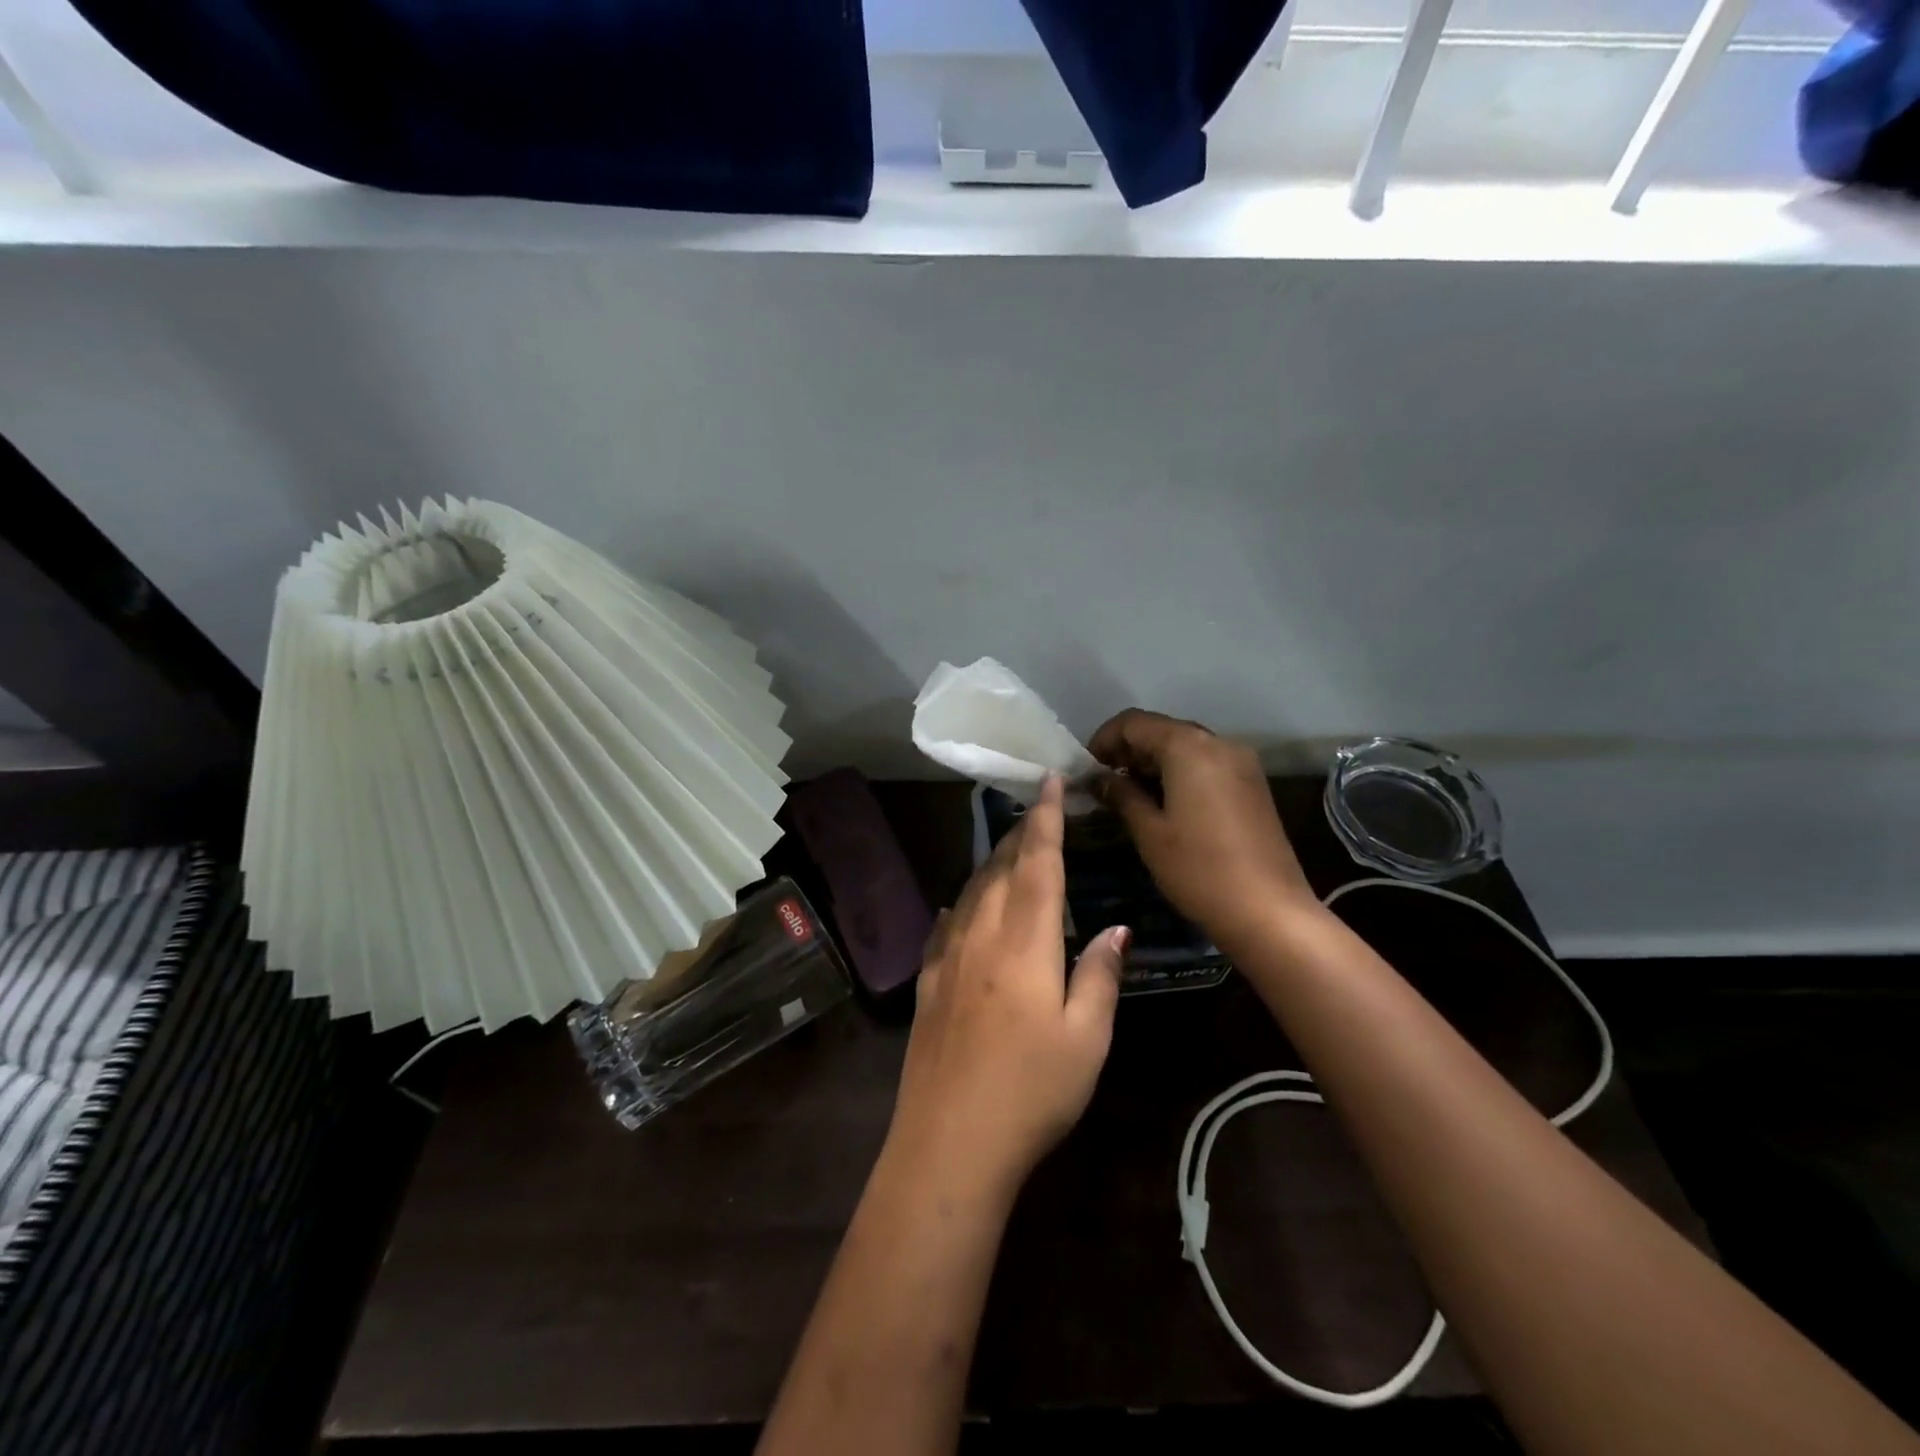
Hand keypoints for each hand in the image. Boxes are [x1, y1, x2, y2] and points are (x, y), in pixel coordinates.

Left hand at [889, 776, 1127, 1200]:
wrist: (949, 1142)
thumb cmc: (1032, 1091)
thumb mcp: (1087, 1039)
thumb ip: (1100, 976)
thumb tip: (1115, 930)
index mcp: (1025, 939)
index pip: (1038, 861)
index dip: (1045, 817)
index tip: (1049, 780)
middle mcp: (981, 933)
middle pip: (1002, 868)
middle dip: (1022, 834)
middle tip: (1039, 811)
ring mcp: (948, 956)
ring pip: (971, 891)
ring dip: (993, 864)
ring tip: (1010, 851)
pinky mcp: (928, 982)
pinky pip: (945, 925)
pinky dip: (959, 905)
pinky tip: (959, 906)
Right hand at [1089, 709, 1318, 954]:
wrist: (1270, 912)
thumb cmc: (1199, 869)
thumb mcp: (1149, 832)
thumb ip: (1122, 795)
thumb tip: (1100, 778)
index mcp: (1189, 746)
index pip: (1134, 722)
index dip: (1103, 739)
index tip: (1086, 769)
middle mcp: (1218, 742)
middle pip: (1162, 730)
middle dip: (1128, 750)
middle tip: (1104, 782)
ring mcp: (1241, 762)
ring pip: (1185, 746)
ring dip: (1153, 762)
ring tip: (1129, 794)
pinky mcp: (1252, 784)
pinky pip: (1206, 764)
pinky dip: (1179, 773)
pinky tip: (1164, 803)